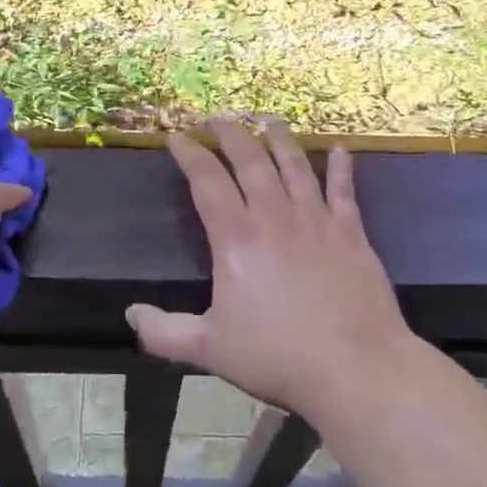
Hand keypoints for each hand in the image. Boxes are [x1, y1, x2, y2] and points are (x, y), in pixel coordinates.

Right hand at [126, 119, 415, 426]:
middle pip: (249, 160)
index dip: (190, 154)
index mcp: (237, 238)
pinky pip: (344, 190)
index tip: (176, 136)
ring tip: (266, 118)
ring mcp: (316, 219)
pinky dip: (342, 168)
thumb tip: (130, 314)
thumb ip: (165, 332)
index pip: (207, 181)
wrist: (356, 368)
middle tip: (216, 117)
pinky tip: (342, 150)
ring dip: (278, 137)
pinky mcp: (351, 231)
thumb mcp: (210, 349)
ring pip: (294, 164)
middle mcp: (274, 216)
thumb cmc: (278, 357)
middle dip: (229, 133)